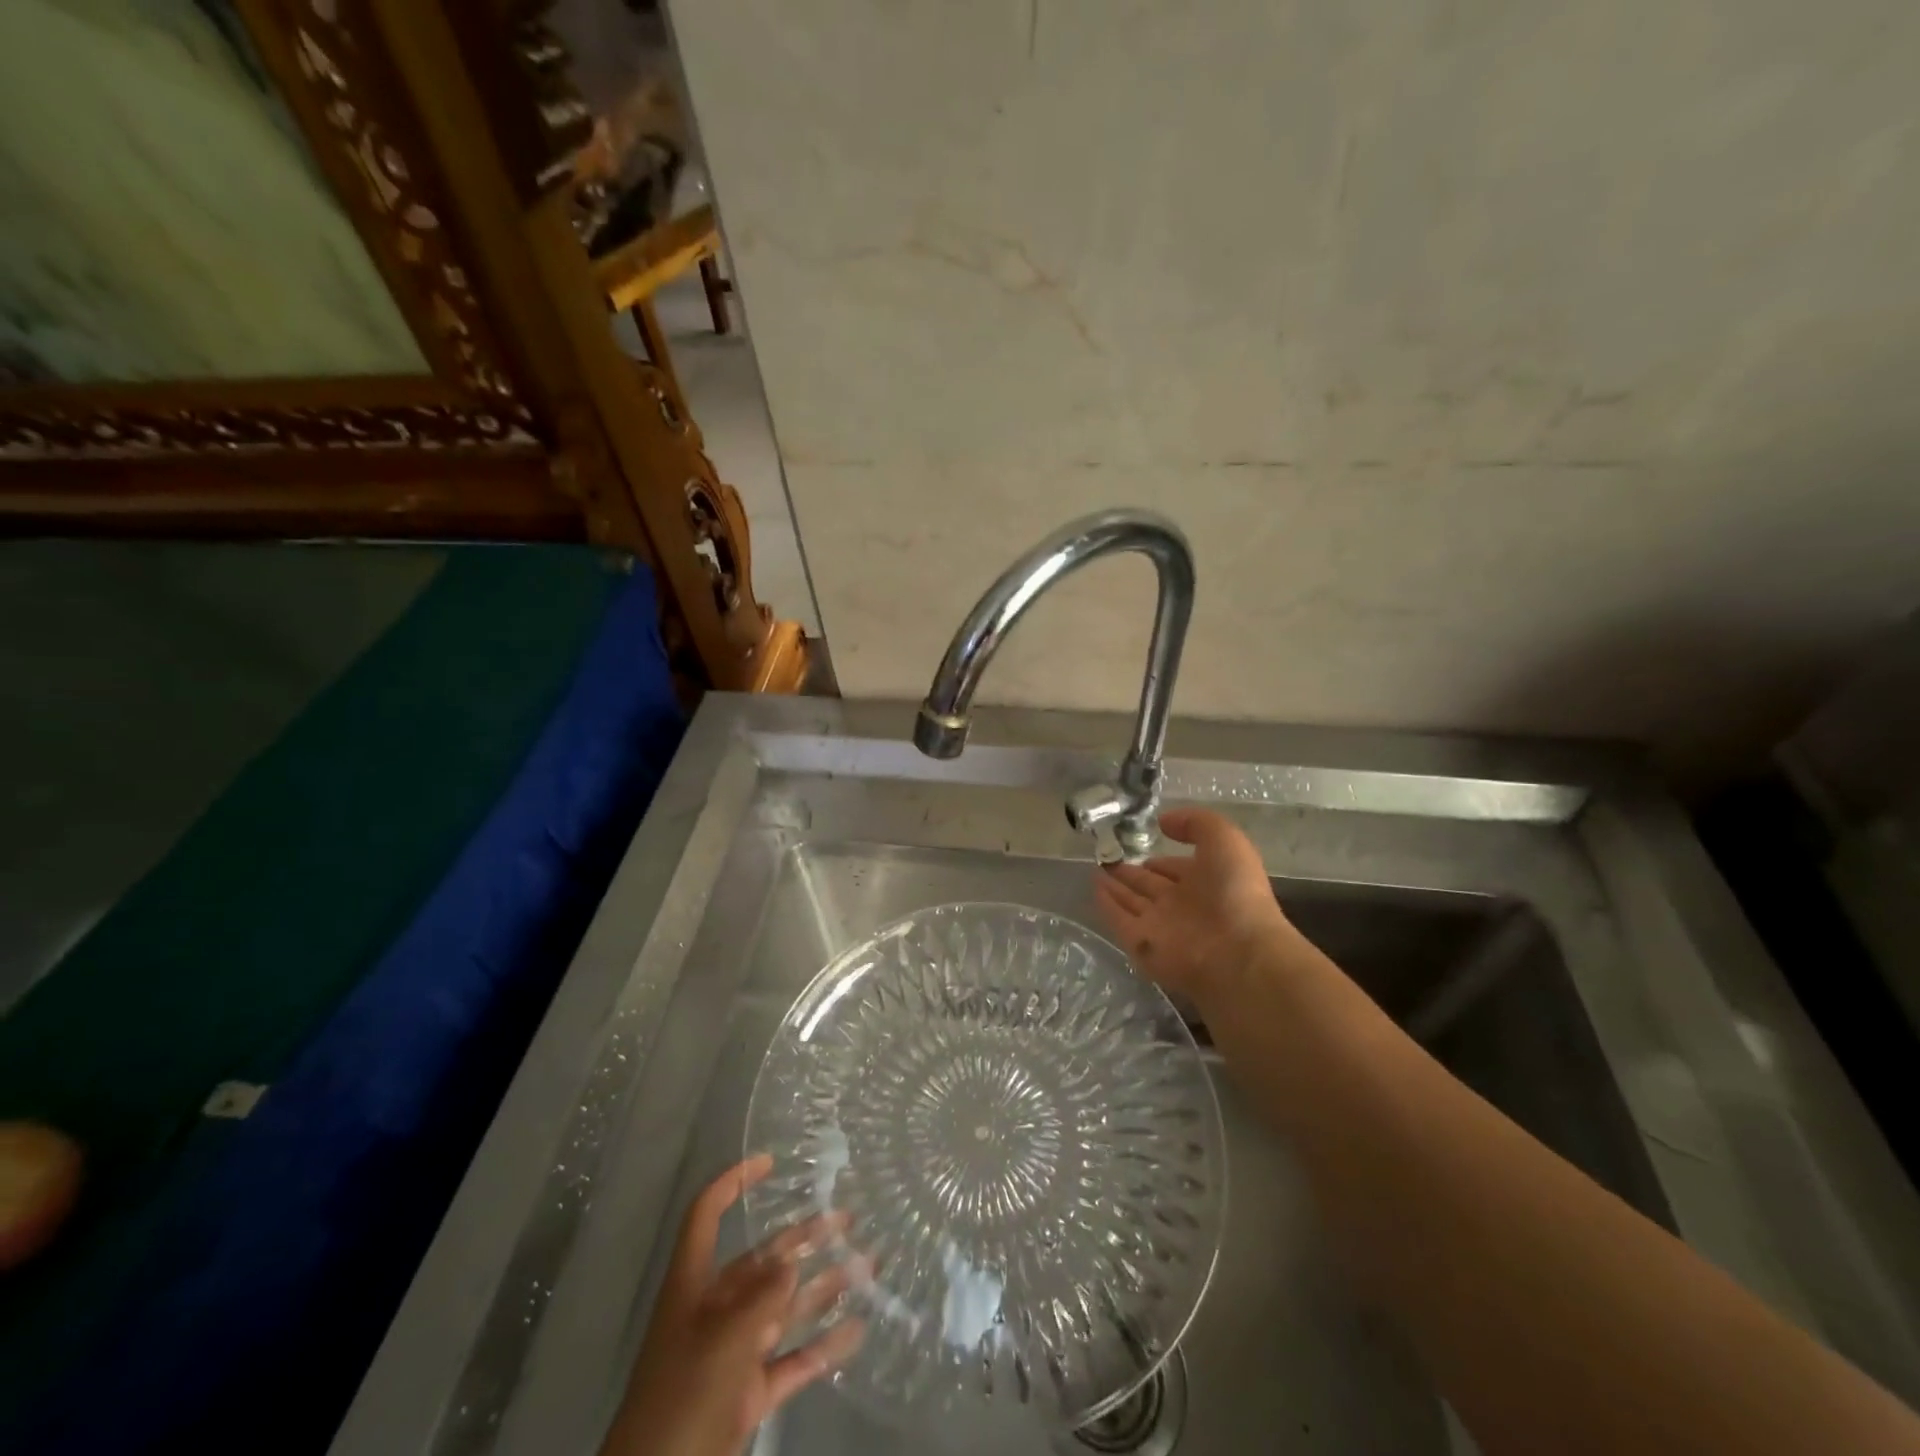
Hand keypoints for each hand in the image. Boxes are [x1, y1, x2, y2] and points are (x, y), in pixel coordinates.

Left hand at [603, 1156, 865, 1455]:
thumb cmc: (683, 1397)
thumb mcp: (723, 1339)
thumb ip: (762, 1297)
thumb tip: (791, 1262)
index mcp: (693, 1285)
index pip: (707, 1215)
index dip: (734, 1183)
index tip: (771, 1161)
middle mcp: (714, 1310)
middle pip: (762, 1260)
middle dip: (803, 1237)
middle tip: (848, 1218)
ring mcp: (732, 1353)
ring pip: (783, 1308)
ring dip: (822, 1286)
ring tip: (867, 1264)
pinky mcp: (747, 1395)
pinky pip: (791, 1360)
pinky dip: (821, 1346)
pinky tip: (856, 1330)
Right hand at [1093, 807, 1294, 1005]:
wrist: (1237, 953)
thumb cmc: (1235, 892)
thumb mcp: (1225, 840)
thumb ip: (1195, 823)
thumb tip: (1163, 822)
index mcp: (1207, 883)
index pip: (1177, 869)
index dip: (1161, 860)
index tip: (1141, 847)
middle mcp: (1183, 905)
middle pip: (1151, 886)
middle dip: (1132, 872)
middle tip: (1109, 856)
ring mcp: (1162, 926)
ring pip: (1133, 902)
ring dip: (1116, 887)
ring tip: (1095, 868)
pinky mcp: (1142, 944)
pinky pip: (1119, 920)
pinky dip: (1107, 906)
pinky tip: (1094, 889)